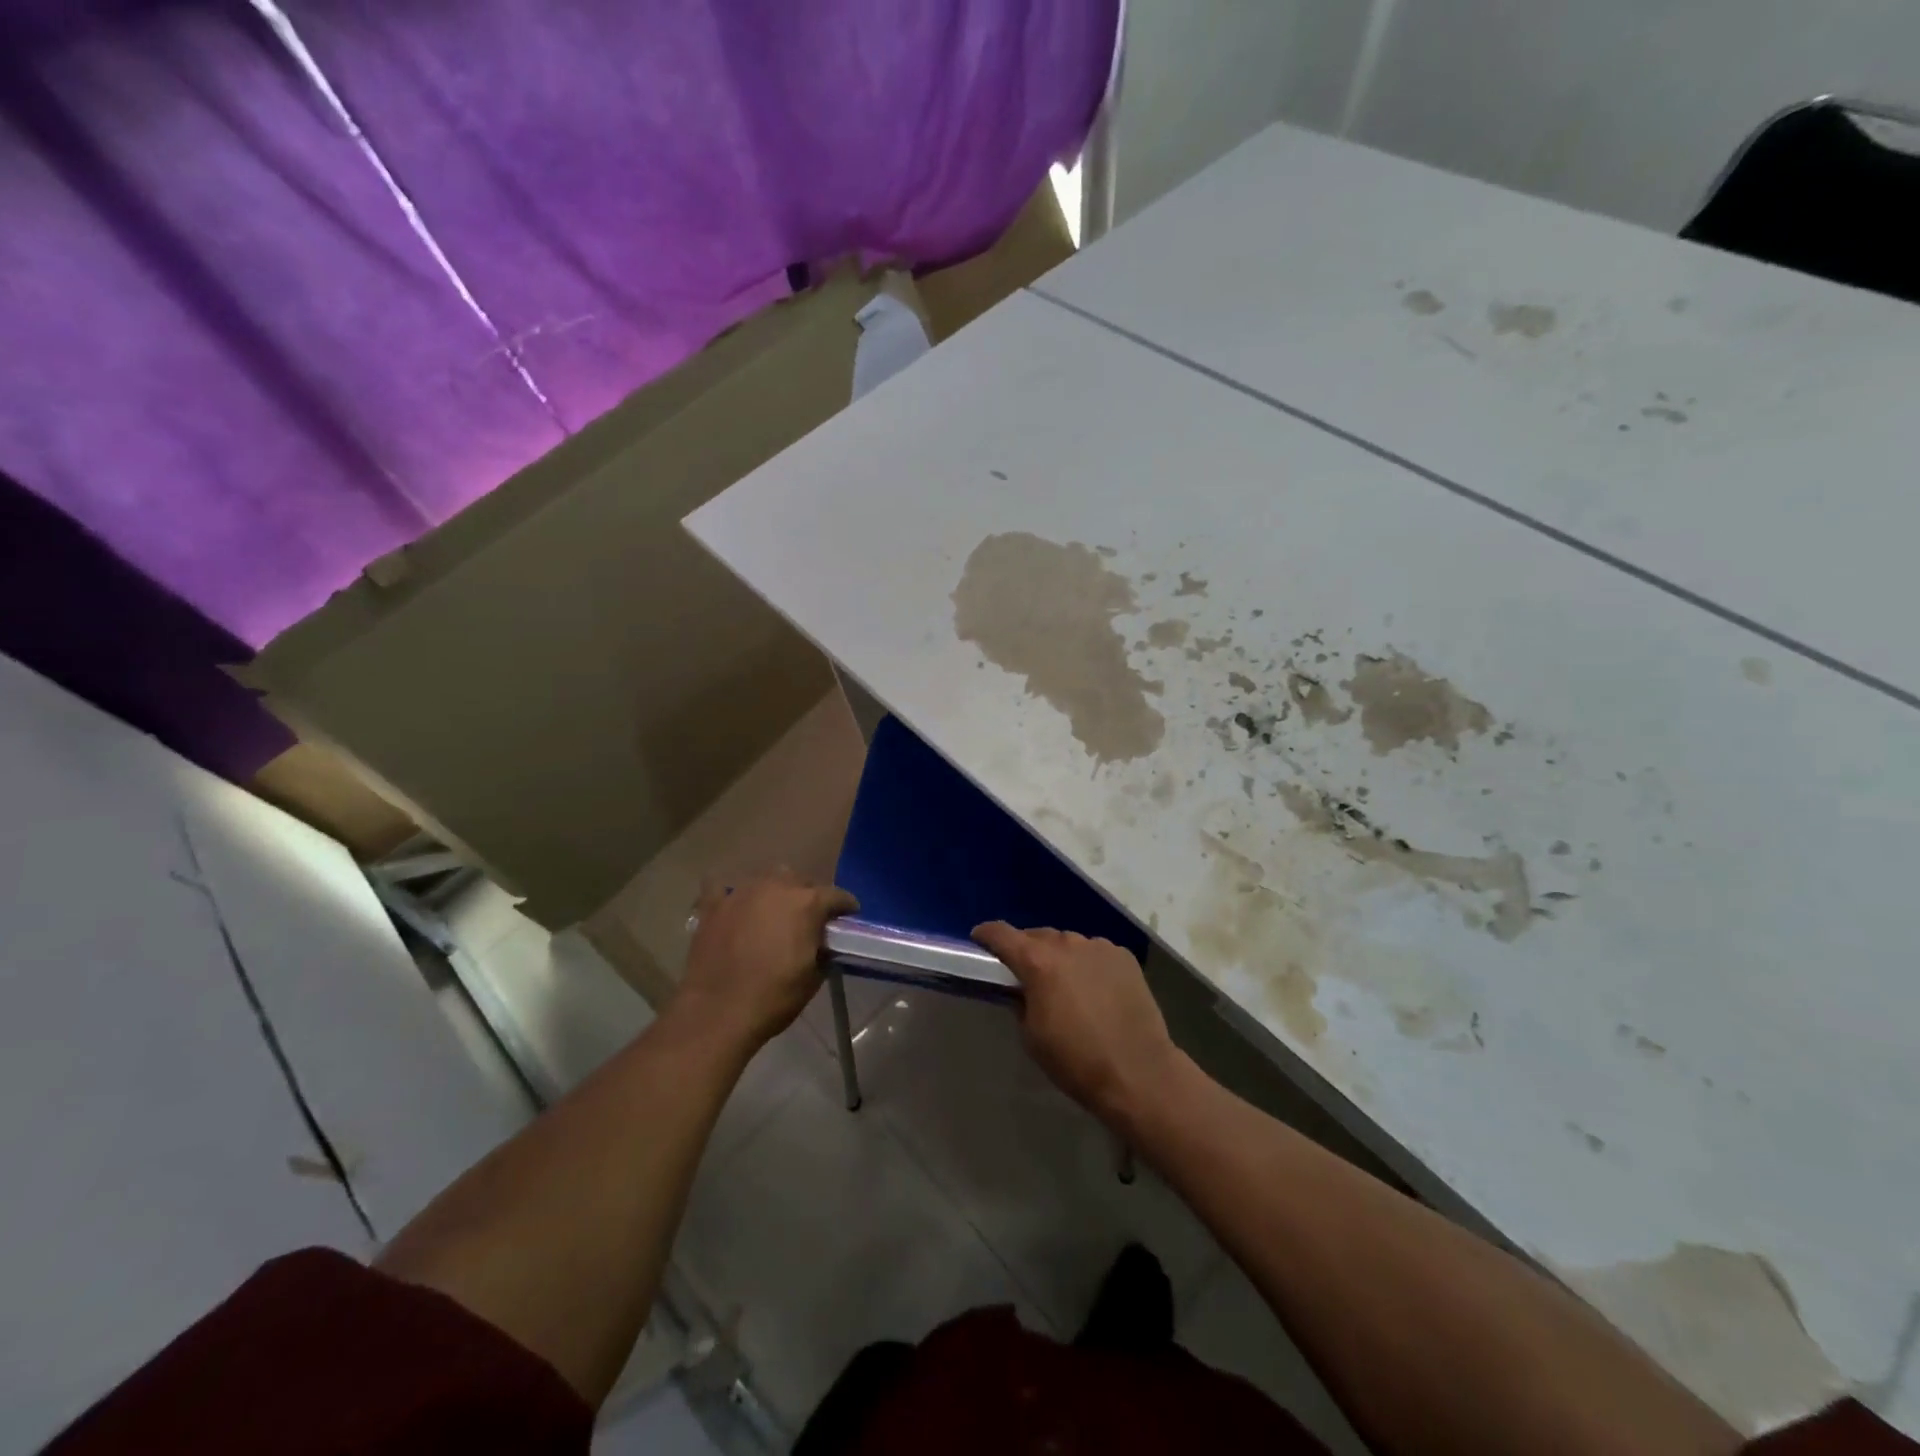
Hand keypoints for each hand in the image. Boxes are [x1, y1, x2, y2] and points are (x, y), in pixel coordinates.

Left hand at [674, 871, 857, 1051]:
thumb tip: (823, 943)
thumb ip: (823, 950)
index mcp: (807, 903)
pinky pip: (724, 889)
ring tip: (773, 914)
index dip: (846, 908)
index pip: (837, 896)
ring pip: (766, 879)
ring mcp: (742, 893)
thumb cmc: (773, 997)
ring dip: (775, 893)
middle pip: (801, 881)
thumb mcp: (813, 978)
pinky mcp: (713, 906)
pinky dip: (731, 896)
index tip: (848, 920)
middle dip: (809, 897)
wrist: (716, 1013)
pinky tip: (733, 908)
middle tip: (808, 921)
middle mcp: (776, 887)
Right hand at [971, 923, 1180, 1127]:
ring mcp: (1099, 946)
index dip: (986, 935)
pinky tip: (1095, 989)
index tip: (978, 940)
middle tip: (1025, 973)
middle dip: (1027, 950)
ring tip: (1064, 983)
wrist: (1138, 1072)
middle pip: (1037, 936)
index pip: (1001, 934)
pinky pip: (1095, 953)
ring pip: (1068, 943)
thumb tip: (1022, 990)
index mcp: (1037, 962)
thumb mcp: (1032, 1036)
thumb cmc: (1076, 1060)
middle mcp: (1067, 944)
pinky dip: (1088, 964)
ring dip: (1060, 957)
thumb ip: (1020, 1003)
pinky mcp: (1124, 956)